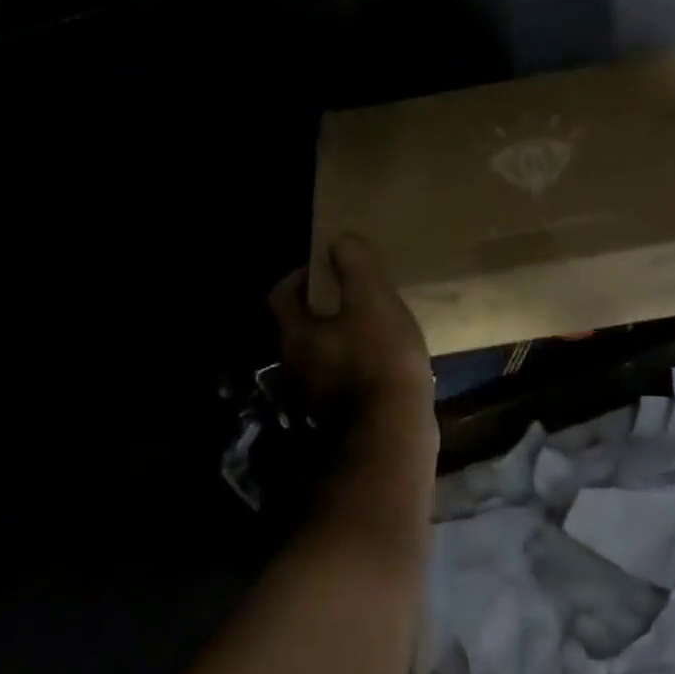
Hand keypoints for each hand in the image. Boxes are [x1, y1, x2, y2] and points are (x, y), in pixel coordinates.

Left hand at [268, 235, 433, 423]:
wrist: (394, 432)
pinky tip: (380, 365)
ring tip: (372, 330)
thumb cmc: (380, 358)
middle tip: (354, 297)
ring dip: (337, 340)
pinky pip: (338, 382)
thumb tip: (341, 241)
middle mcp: (293, 368)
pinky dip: (352, 368)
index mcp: (295, 335)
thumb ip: (356, 266)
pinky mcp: (335, 419)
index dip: (300, 276)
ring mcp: (312, 398)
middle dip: (321, 309)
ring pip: (318, 356)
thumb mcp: (373, 300)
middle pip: (297, 327)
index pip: (280, 295)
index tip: (326, 268)